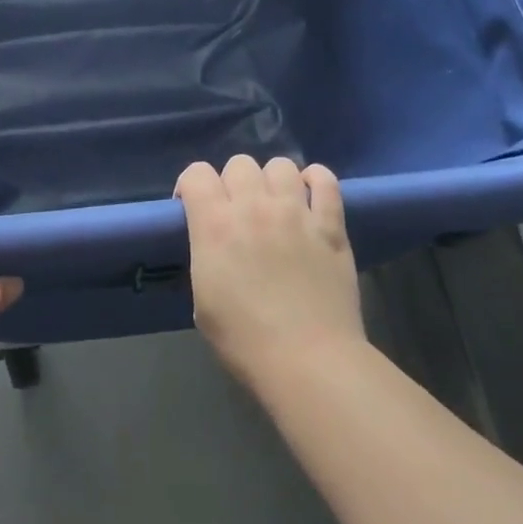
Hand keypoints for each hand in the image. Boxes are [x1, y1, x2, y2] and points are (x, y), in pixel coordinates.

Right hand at [176, 155, 364, 391]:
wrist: (308, 360)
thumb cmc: (245, 340)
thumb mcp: (202, 300)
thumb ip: (206, 258)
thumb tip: (215, 245)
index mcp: (215, 225)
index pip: (196, 173)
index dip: (191, 186)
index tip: (193, 208)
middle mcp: (254, 207)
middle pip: (239, 163)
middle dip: (232, 183)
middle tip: (238, 212)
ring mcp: (296, 212)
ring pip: (280, 165)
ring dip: (272, 180)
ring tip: (275, 204)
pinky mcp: (331, 224)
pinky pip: (325, 181)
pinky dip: (315, 181)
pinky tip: (310, 196)